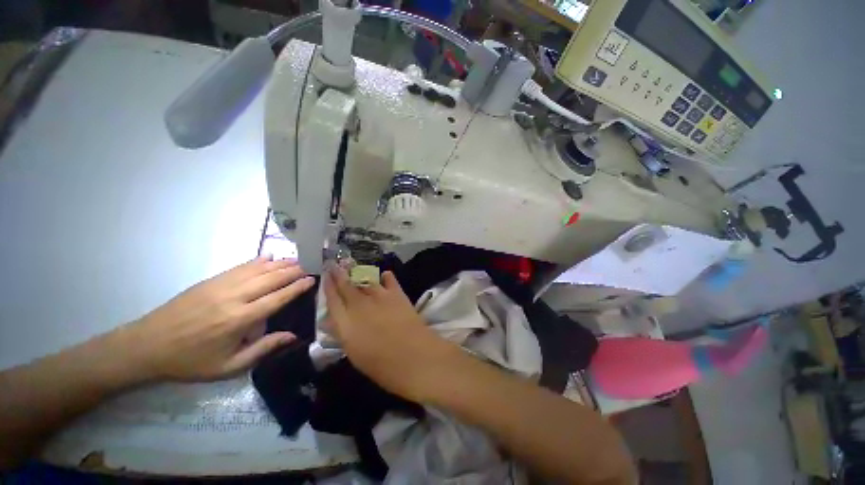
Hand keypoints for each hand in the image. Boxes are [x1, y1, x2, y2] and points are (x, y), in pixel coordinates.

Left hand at [111, 256, 314, 381]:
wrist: (147, 346)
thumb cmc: (191, 361)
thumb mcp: (228, 367)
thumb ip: (263, 349)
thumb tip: (293, 336)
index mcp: (240, 319)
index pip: (278, 297)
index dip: (297, 287)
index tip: (312, 279)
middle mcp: (234, 297)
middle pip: (271, 278)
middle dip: (294, 270)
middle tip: (311, 264)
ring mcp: (221, 285)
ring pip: (258, 269)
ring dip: (280, 263)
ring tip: (297, 259)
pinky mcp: (211, 281)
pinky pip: (240, 267)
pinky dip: (257, 261)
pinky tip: (268, 256)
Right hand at [324, 267, 462, 402]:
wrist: (414, 357)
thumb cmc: (381, 365)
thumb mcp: (354, 353)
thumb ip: (343, 332)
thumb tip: (333, 319)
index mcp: (345, 323)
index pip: (332, 300)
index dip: (328, 286)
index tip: (325, 275)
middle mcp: (360, 305)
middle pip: (346, 285)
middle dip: (339, 273)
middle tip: (334, 263)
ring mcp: (379, 296)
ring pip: (365, 279)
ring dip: (358, 273)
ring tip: (353, 267)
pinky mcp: (396, 294)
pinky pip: (389, 279)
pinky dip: (385, 276)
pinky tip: (383, 274)